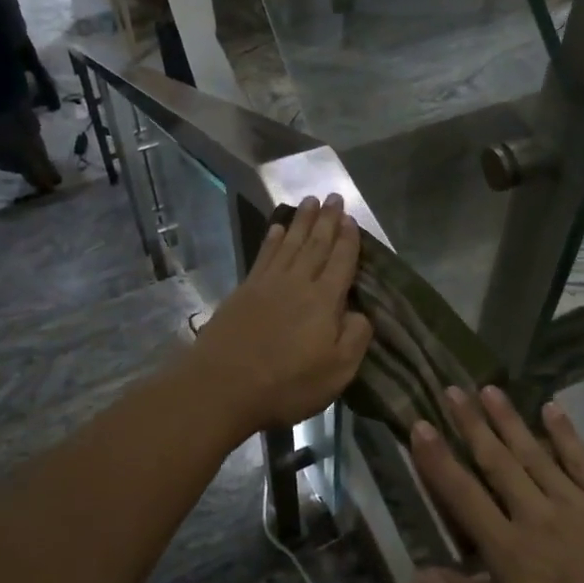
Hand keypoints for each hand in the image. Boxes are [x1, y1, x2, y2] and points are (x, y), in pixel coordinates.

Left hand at [182, 195, 372, 443]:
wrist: (222, 386)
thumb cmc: (287, 384)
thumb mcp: (337, 371)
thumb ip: (355, 337)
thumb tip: (361, 312)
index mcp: (325, 300)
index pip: (341, 261)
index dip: (348, 239)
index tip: (351, 218)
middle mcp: (298, 282)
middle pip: (316, 244)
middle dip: (327, 220)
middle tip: (334, 196)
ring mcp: (268, 284)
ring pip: (291, 243)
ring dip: (302, 221)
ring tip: (310, 201)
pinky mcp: (244, 291)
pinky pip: (264, 256)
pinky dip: (273, 239)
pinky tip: (277, 228)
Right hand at [410, 388, 583, 582]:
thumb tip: (420, 574)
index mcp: (515, 558)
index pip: (464, 498)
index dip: (438, 461)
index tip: (418, 426)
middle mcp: (542, 520)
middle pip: (498, 463)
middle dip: (470, 425)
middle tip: (450, 389)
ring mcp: (582, 508)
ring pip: (535, 453)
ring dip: (509, 419)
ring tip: (487, 388)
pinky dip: (565, 433)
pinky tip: (551, 409)